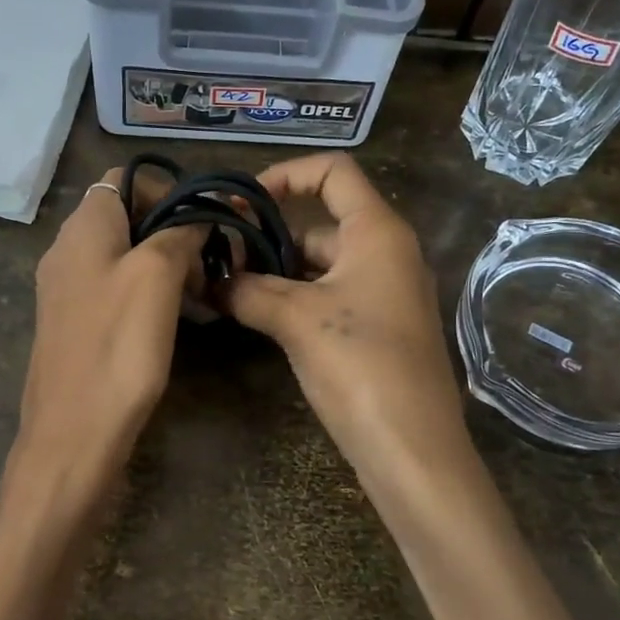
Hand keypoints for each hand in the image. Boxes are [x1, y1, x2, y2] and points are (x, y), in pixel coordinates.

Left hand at [12, 171, 202, 501]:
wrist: (72, 435)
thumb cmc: (117, 348)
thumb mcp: (156, 277)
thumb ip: (179, 233)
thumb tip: (199, 214)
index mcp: (83, 228)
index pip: (125, 178)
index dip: (169, 190)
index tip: (203, 224)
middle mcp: (68, 249)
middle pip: (128, 217)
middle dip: (174, 231)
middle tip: (208, 265)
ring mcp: (68, 289)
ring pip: (126, 255)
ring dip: (167, 264)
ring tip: (201, 297)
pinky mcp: (76, 323)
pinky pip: (116, 289)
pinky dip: (149, 293)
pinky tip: (176, 320)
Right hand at [220, 154, 470, 477]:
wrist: (412, 448)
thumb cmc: (360, 364)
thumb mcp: (296, 320)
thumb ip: (248, 290)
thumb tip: (208, 280)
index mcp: (377, 231)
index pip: (334, 171)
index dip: (285, 174)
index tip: (240, 202)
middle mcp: (385, 252)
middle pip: (319, 222)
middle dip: (267, 235)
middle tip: (217, 257)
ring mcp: (382, 293)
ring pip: (319, 264)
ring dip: (274, 272)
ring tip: (225, 287)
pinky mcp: (375, 328)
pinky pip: (327, 296)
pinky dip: (292, 299)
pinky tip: (254, 316)